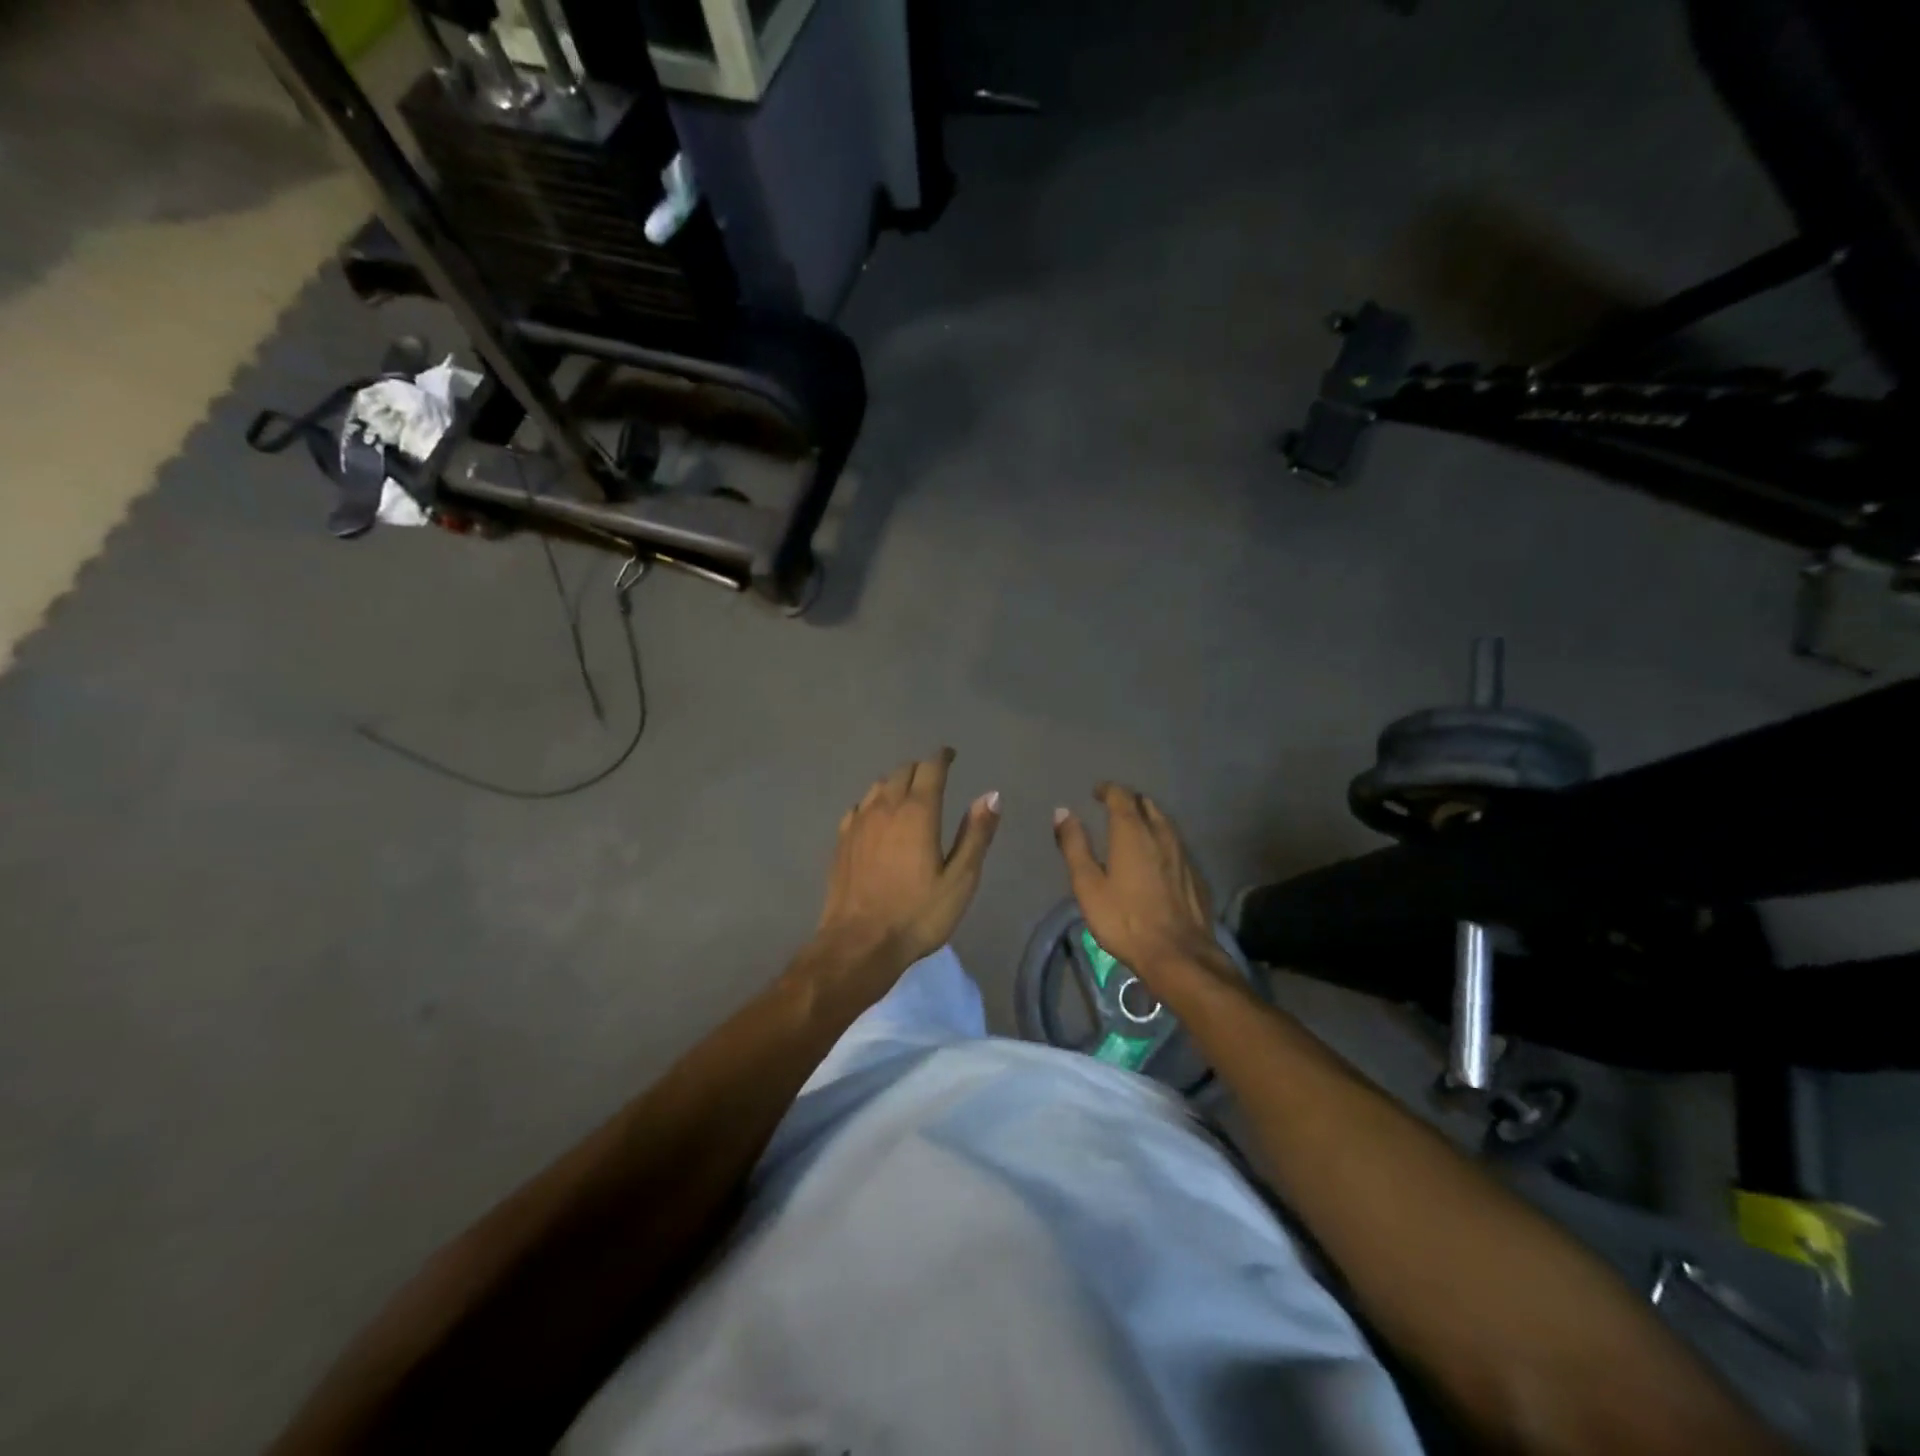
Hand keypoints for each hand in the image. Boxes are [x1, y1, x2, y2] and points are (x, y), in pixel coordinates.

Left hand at [814, 749, 1000, 971]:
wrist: (859, 944)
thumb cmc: (918, 914)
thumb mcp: (960, 879)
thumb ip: (976, 834)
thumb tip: (991, 795)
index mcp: (918, 812)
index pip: (930, 768)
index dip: (942, 757)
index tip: (950, 755)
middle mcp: (885, 807)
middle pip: (902, 772)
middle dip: (920, 769)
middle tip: (934, 776)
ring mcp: (858, 822)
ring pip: (878, 786)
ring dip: (895, 783)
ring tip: (907, 793)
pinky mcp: (841, 841)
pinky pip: (859, 807)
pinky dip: (873, 803)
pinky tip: (876, 817)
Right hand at [1053, 783, 1232, 989]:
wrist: (1179, 954)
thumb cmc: (1125, 920)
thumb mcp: (1088, 885)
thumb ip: (1075, 846)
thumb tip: (1062, 812)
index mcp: (1132, 832)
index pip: (1121, 796)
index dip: (1108, 790)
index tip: (1097, 791)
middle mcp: (1161, 834)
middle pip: (1147, 804)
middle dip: (1129, 801)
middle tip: (1114, 808)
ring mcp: (1183, 854)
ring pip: (1165, 823)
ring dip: (1148, 818)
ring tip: (1135, 829)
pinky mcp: (1195, 874)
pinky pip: (1177, 845)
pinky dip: (1162, 841)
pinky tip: (1157, 858)